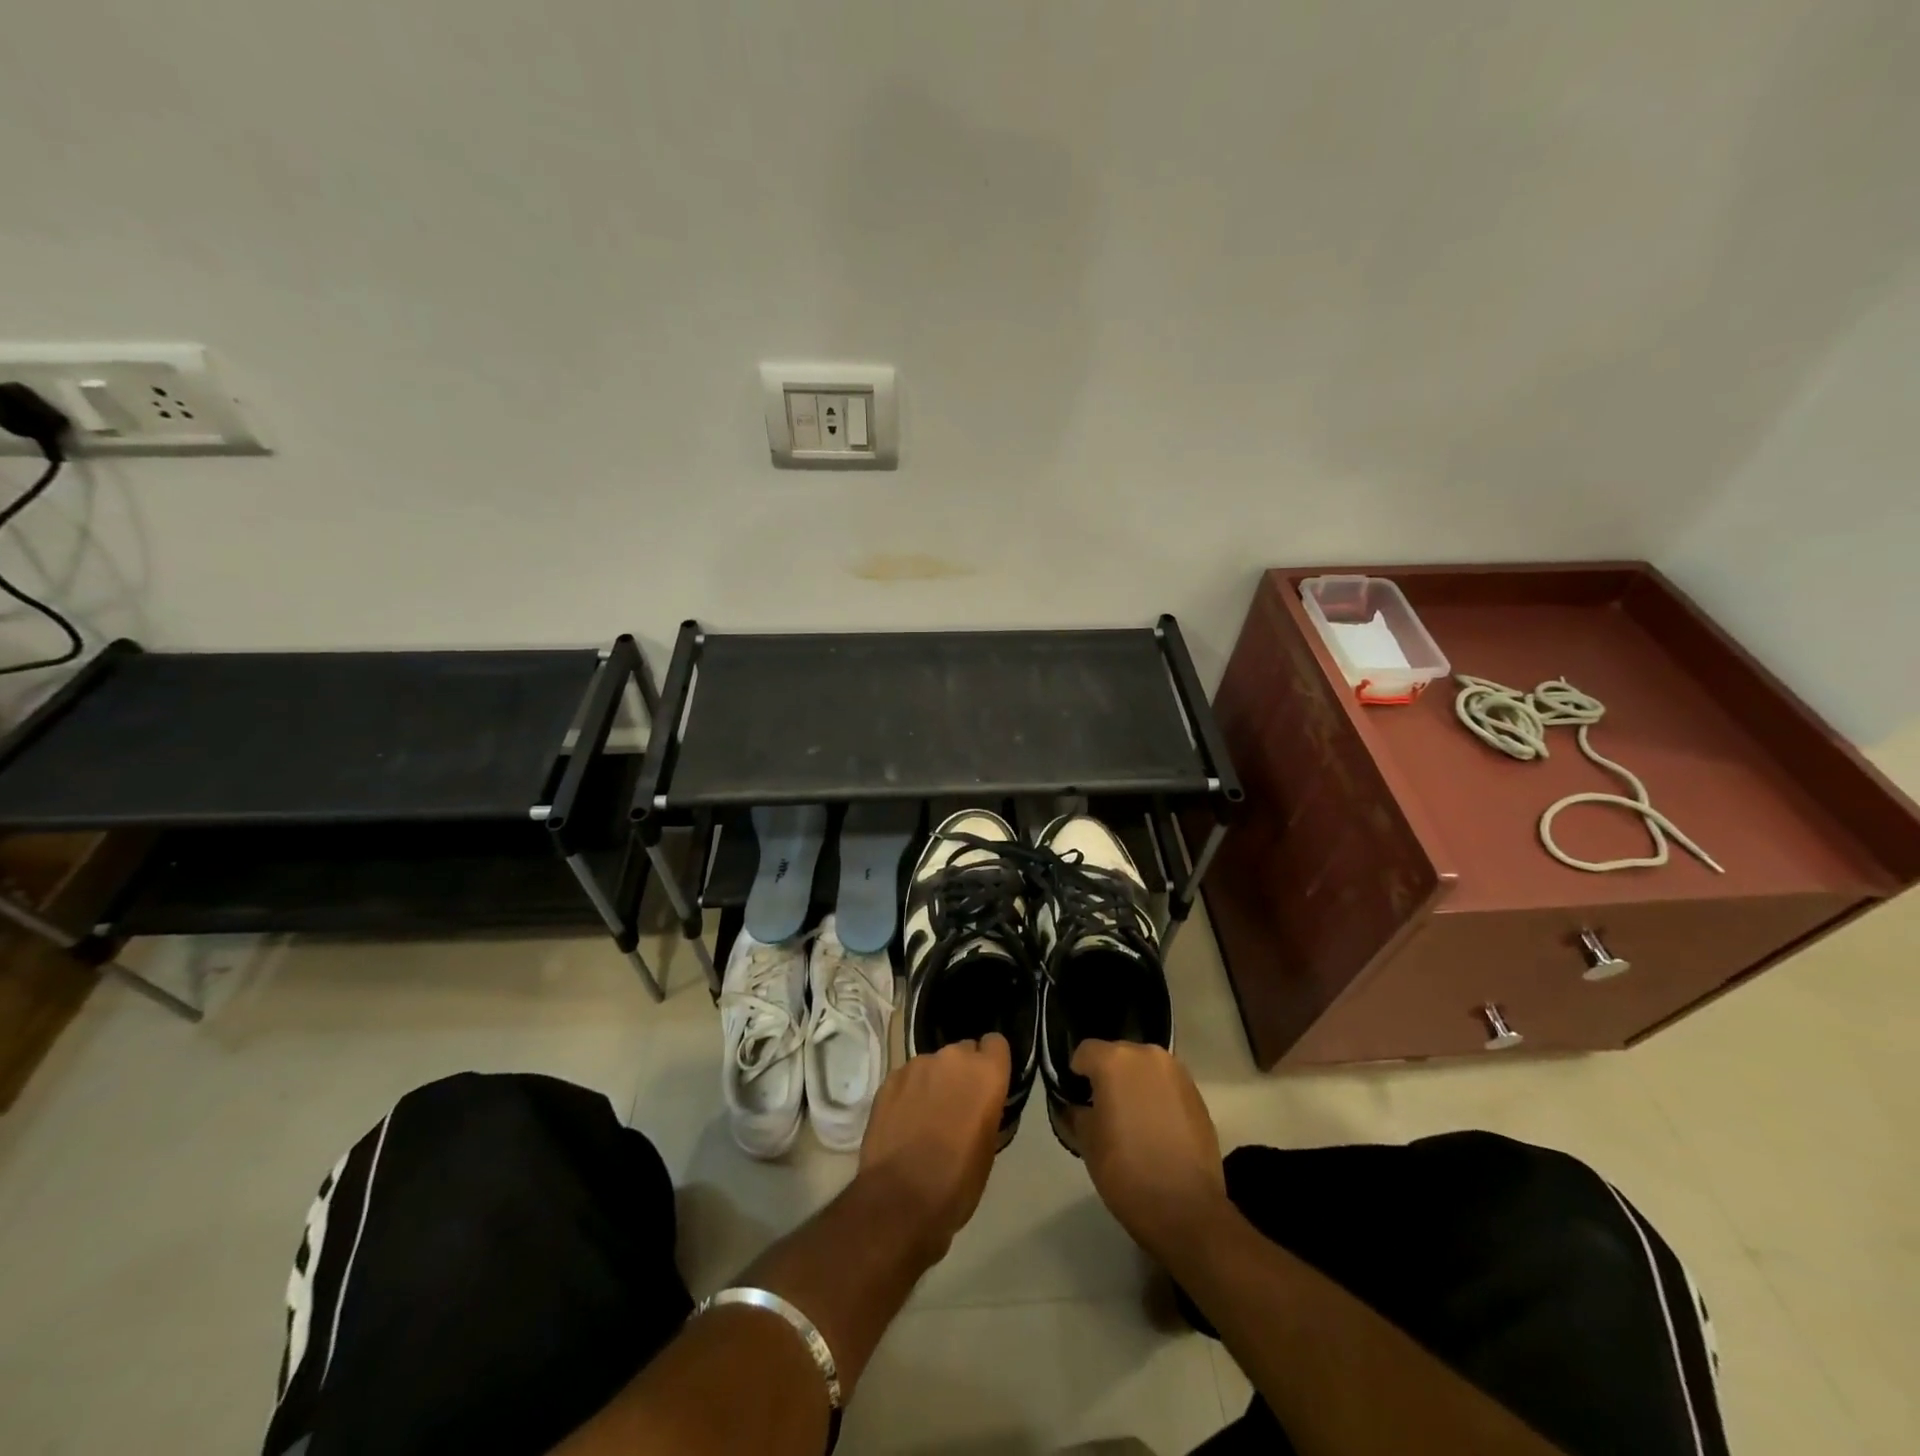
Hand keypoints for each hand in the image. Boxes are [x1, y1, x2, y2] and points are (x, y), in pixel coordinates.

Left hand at [857, 1033, 1009, 1258]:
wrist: (900, 1199)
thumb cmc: (957, 1181)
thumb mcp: (988, 1147)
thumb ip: (987, 1109)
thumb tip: (978, 1103)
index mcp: (986, 1073)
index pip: (996, 1043)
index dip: (991, 1062)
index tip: (986, 1084)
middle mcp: (953, 1058)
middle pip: (963, 1051)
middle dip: (962, 1073)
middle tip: (956, 1106)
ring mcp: (917, 1065)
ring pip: (933, 1065)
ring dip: (934, 1082)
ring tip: (926, 1117)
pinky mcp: (890, 1078)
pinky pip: (907, 1077)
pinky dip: (909, 1093)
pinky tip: (903, 1122)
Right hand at [1071, 1040, 1228, 1263]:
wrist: (1186, 1209)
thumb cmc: (1126, 1170)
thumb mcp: (1087, 1142)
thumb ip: (1077, 1112)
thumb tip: (1077, 1105)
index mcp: (1114, 1060)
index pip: (1084, 1052)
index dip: (1077, 1075)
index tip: (1078, 1100)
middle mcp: (1147, 1055)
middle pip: (1117, 1055)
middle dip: (1108, 1076)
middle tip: (1104, 1110)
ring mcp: (1176, 1073)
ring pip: (1144, 1069)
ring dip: (1135, 1085)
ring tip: (1132, 1120)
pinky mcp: (1197, 1094)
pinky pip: (1166, 1086)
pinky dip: (1157, 1098)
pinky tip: (1156, 1129)